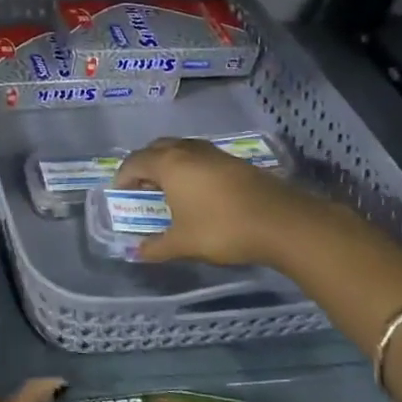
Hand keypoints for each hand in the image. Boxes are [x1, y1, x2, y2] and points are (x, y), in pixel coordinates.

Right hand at [114, 137, 351, 267]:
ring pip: (180, 150)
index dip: (123, 177)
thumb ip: (157, 247)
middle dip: (144, 166)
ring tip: (168, 190)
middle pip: (156, 149)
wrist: (281, 222)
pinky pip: (199, 157)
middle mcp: (187, 150)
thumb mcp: (184, 243)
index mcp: (169, 164)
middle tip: (142, 189)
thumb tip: (138, 252)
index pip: (134, 162)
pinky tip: (197, 192)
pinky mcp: (233, 161)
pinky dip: (189, 168)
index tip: (120, 195)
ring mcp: (213, 153)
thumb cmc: (222, 229)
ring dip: (168, 165)